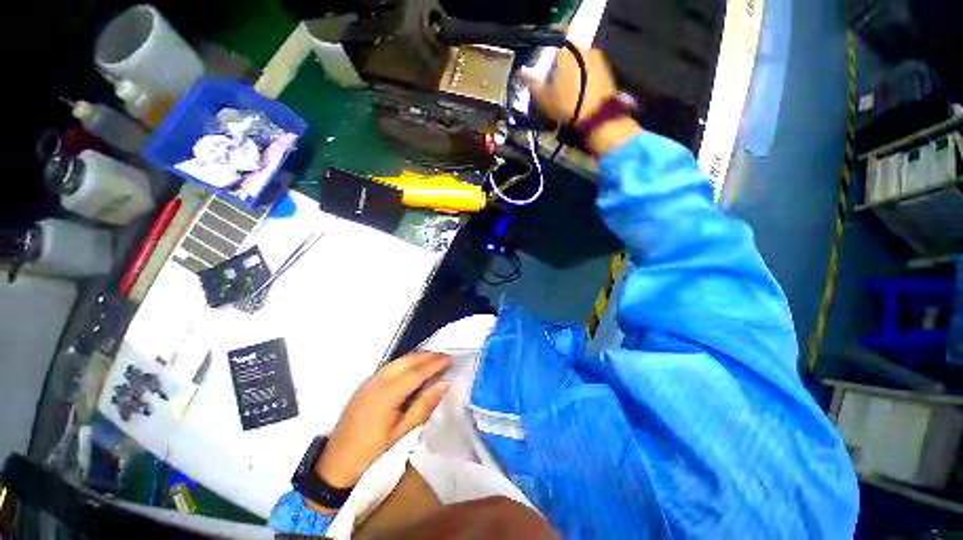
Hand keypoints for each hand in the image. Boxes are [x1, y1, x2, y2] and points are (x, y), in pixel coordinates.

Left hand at [311, 352, 449, 508]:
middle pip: (406, 360)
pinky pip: (390, 366)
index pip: (416, 372)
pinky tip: (413, 368)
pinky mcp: (365, 383)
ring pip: (398, 361)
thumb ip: (424, 405)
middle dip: (427, 356)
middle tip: (444, 356)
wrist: (336, 463)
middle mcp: (377, 381)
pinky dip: (405, 362)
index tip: (449, 358)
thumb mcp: (402, 432)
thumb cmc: (372, 452)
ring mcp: (369, 381)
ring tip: (433, 359)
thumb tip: (444, 384)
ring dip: (416, 357)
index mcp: (386, 395)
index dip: (434, 363)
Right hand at [520, 47, 640, 156]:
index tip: (542, 58)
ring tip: (566, 86)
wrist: (596, 117)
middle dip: (561, 60)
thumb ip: (531, 83)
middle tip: (554, 75)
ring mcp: (598, 58)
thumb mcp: (542, 98)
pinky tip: (579, 90)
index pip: (554, 38)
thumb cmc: (566, 105)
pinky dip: (584, 75)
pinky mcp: (607, 70)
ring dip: (573, 68)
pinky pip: (591, 68)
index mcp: (566, 48)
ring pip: (580, 58)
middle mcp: (584, 46)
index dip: (547, 47)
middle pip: (569, 49)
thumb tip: (520, 74)